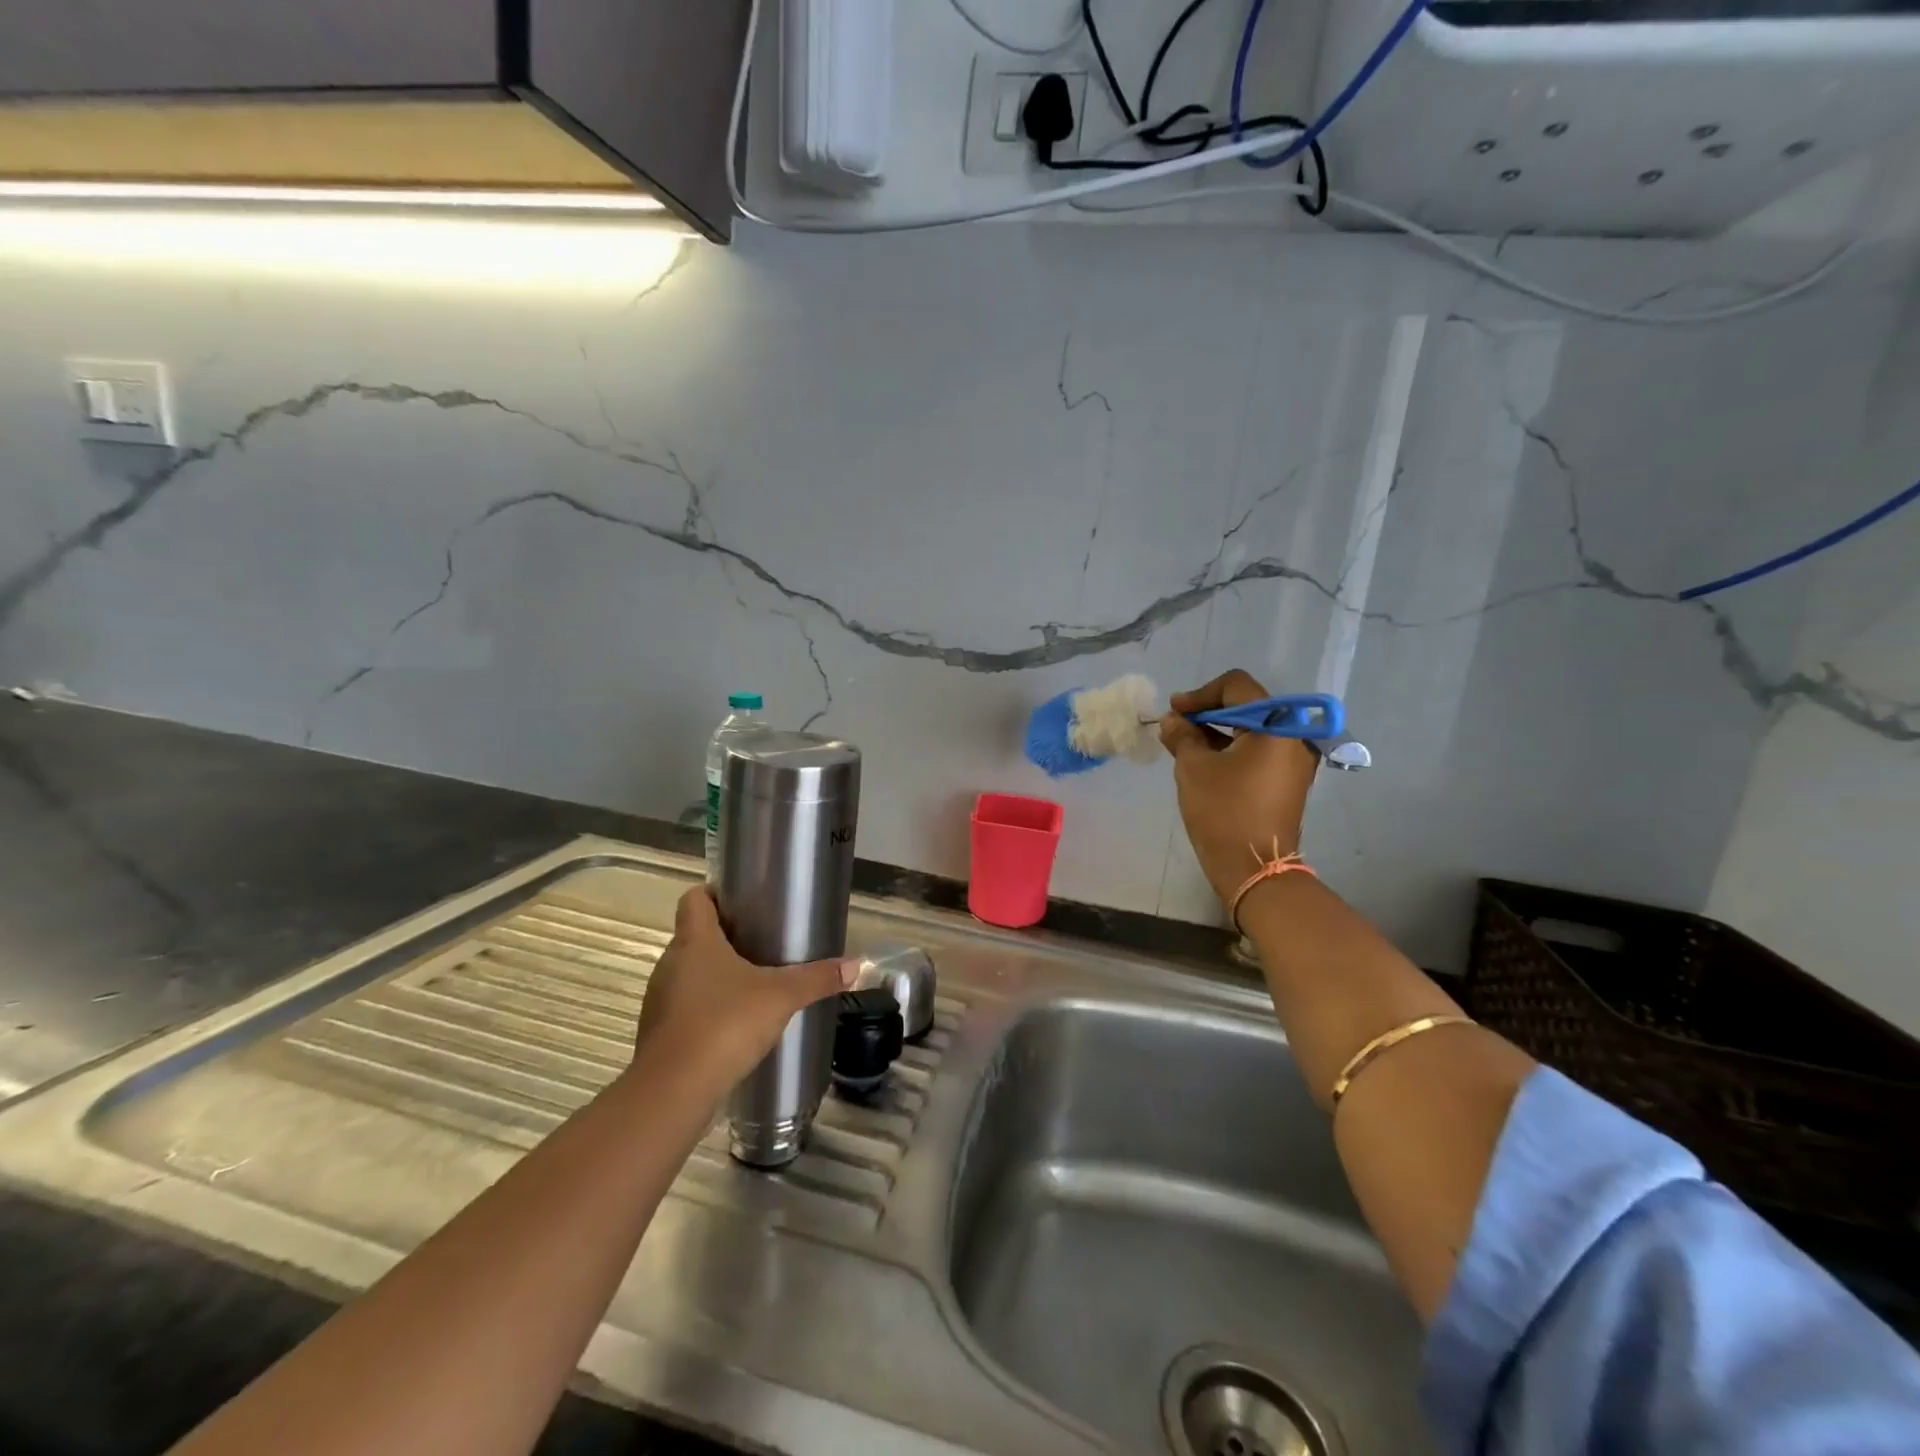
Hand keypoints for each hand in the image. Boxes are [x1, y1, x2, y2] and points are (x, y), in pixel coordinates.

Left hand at [634, 887, 856, 1094]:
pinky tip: (733, 1025)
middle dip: (725, 937)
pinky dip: (705, 1009)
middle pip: (695, 936)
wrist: (673, 1091)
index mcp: (695, 941)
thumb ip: (817, 979)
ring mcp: (660, 999)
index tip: (743, 901)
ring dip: (714, 975)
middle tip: (762, 943)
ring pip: (689, 973)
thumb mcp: (781, 997)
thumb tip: (856, 965)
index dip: (715, 893)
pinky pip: (685, 1007)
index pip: (694, 898)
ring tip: (752, 984)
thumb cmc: (724, 1024)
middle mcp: (671, 963)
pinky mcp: (659, 1033)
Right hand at [1160, 669, 1318, 904]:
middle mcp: (1295, 736)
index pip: (1237, 687)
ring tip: (1183, 741)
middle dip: (1208, 711)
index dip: (1201, 694)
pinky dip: (1231, 747)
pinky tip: (1203, 757)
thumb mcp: (1194, 767)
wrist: (1254, 867)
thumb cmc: (1223, 811)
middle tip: (1176, 724)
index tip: (1174, 709)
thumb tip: (1173, 720)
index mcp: (1278, 725)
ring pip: (1252, 729)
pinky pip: (1258, 750)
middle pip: (1248, 706)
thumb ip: (1182, 735)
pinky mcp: (1288, 779)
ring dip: (1217, 730)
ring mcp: (1294, 759)